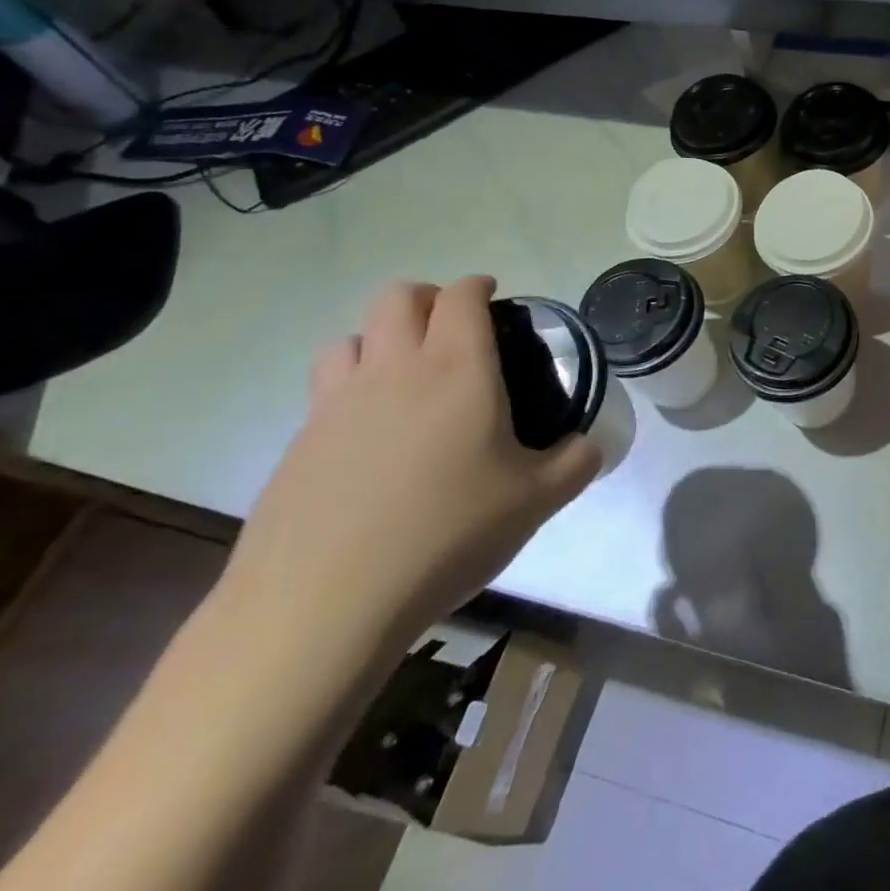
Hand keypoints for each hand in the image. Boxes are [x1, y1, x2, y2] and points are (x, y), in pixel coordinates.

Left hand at [223, 276, 600, 663]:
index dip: (479, 286)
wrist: (325, 604)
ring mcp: (336, 404)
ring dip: (379, 338)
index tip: (494, 296)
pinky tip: (369, 436)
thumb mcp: (537, 501)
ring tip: (403, 374)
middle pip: (399, 297)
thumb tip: (590, 445)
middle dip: (428, 298)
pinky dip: (350, 387)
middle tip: (453, 329)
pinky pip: (325, 389)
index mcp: (457, 369)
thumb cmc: (447, 534)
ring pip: (351, 337)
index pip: (462, 296)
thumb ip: (577, 461)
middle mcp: (393, 370)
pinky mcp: (299, 443)